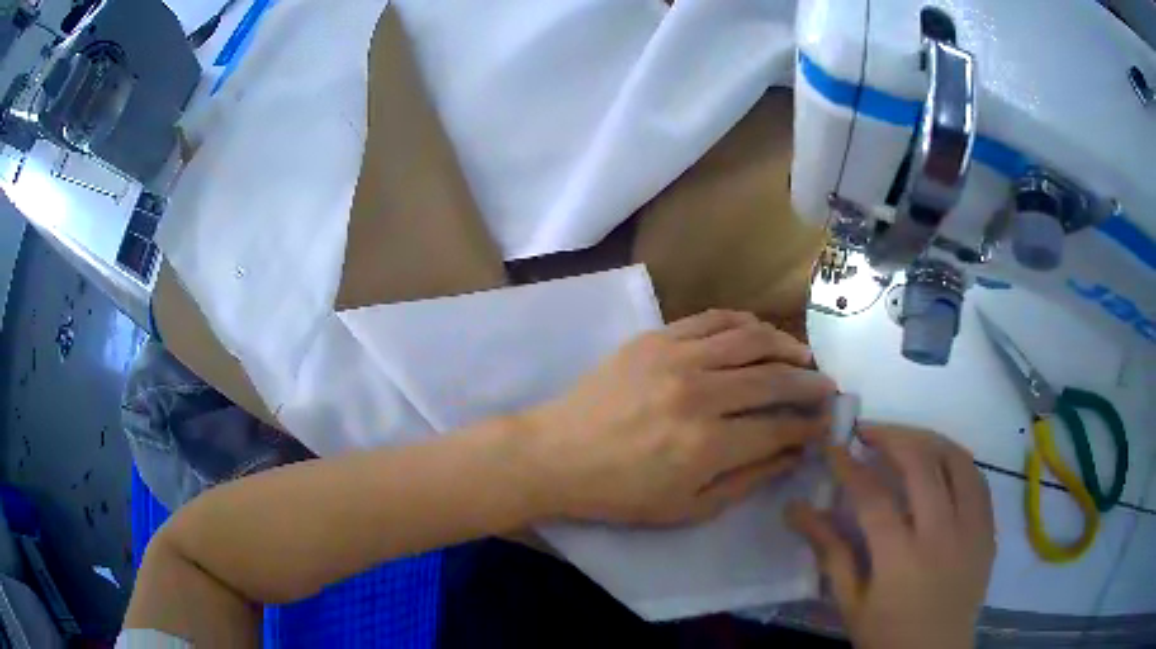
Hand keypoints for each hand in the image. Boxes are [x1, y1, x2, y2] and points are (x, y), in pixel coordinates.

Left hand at [524, 309, 835, 524]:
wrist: (558, 454)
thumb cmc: (621, 492)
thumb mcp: (688, 508)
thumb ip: (748, 481)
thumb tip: (793, 454)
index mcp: (708, 445)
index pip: (779, 428)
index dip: (809, 426)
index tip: (825, 424)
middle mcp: (700, 394)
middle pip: (774, 379)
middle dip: (810, 384)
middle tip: (827, 388)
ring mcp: (677, 358)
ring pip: (751, 338)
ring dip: (787, 345)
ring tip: (804, 356)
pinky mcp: (657, 337)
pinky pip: (714, 319)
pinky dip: (745, 322)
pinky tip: (760, 333)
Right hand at [787, 426, 995, 648]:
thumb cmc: (886, 635)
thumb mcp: (850, 603)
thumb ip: (830, 553)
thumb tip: (796, 510)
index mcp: (900, 559)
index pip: (872, 496)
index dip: (849, 465)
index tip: (833, 445)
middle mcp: (941, 534)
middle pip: (921, 463)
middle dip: (891, 436)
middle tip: (867, 431)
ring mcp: (971, 528)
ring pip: (956, 460)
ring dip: (927, 439)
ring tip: (905, 438)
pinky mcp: (988, 529)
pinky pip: (977, 479)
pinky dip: (956, 461)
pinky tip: (940, 462)